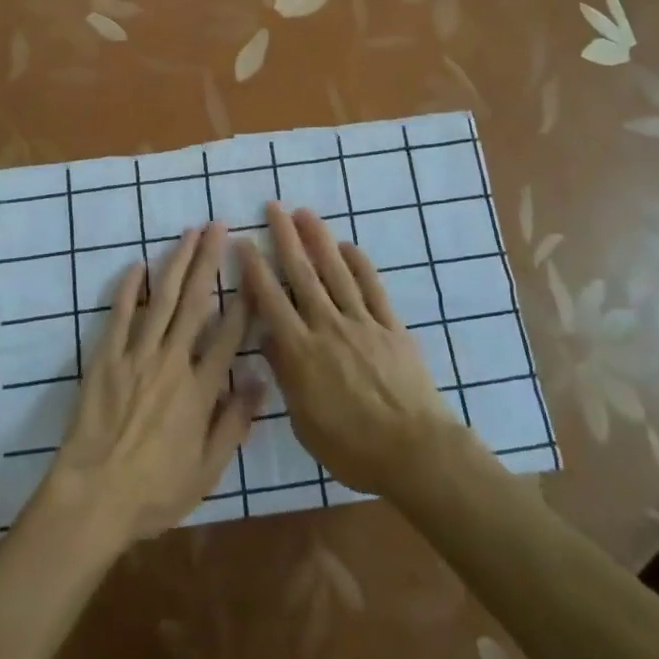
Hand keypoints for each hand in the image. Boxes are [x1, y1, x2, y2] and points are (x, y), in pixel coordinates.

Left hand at [30, 224, 260, 551]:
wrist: (92, 500)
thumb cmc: (154, 492)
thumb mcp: (207, 470)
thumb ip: (235, 423)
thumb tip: (260, 379)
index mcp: (200, 389)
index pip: (229, 333)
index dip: (244, 298)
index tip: (253, 267)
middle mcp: (172, 362)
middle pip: (195, 301)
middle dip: (208, 260)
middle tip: (218, 227)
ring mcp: (136, 356)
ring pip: (161, 299)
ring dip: (176, 262)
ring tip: (189, 233)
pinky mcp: (105, 359)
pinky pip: (119, 316)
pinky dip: (128, 289)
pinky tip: (137, 264)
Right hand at [239, 203, 474, 499]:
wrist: (414, 451)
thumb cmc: (352, 448)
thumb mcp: (305, 423)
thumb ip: (286, 376)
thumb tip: (270, 340)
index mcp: (302, 352)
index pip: (271, 301)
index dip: (255, 269)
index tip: (243, 242)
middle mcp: (328, 326)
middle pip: (303, 274)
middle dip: (286, 238)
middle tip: (274, 208)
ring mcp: (362, 322)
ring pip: (336, 271)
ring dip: (319, 239)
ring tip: (306, 214)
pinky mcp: (391, 326)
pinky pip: (372, 287)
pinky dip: (359, 264)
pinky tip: (348, 247)